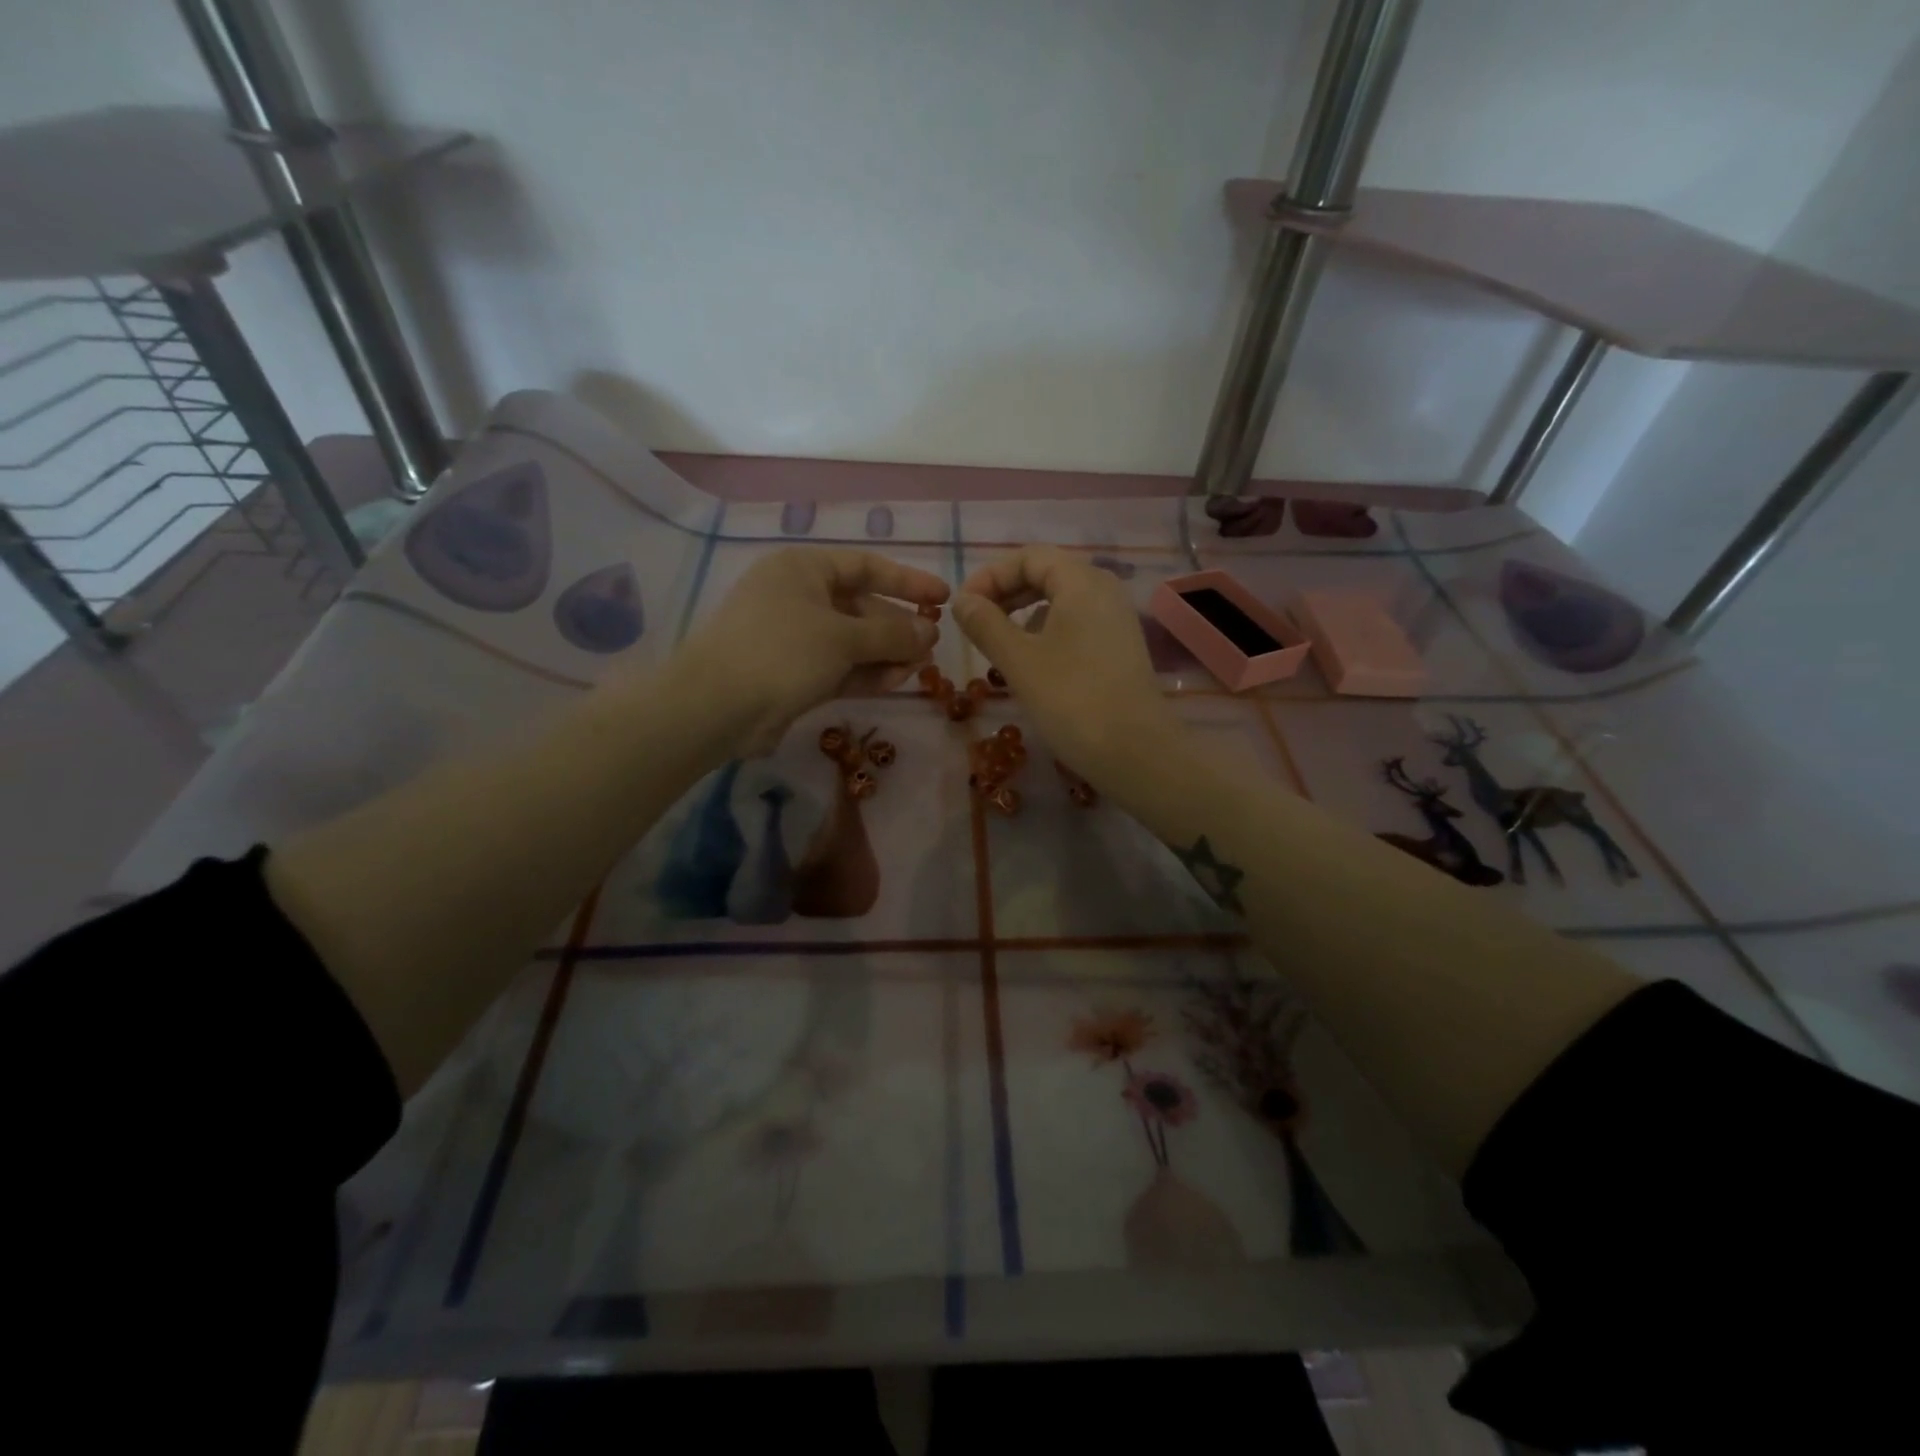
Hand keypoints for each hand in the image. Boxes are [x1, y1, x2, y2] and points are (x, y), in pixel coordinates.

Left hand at [668, 546, 947, 754]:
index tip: (942, 598)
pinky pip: (838, 666)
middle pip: (861, 607)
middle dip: (897, 628)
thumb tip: (930, 632)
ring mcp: (793, 637)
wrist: (718, 707)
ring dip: (885, 654)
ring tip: (919, 669)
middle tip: (931, 647)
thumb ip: (893, 633)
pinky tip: (895, 682)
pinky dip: (866, 673)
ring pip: (852, 641)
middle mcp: (797, 596)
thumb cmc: (782, 652)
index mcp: (803, 569)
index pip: (866, 567)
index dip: (907, 581)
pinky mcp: (792, 673)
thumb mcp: (844, 637)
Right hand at [951, 545, 1186, 784]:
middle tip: (974, 624)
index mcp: (1081, 582)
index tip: (962, 607)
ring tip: (996, 644)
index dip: (990, 576)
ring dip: (1023, 613)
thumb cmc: (1072, 700)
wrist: (1136, 753)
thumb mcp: (1019, 661)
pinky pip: (1075, 623)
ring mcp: (1116, 619)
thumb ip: (985, 624)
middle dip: (1005, 593)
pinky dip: (1045, 631)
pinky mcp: (1119, 647)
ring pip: (1060, 600)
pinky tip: (1030, 661)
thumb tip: (962, 601)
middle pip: (1046, 573)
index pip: (1028, 557)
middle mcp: (1104, 589)